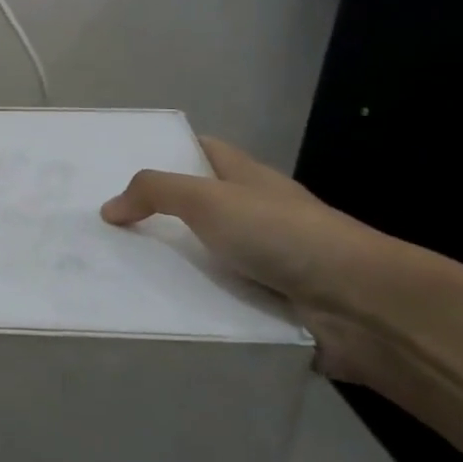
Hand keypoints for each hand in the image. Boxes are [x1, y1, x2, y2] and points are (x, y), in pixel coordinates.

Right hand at [101, 137, 404, 379]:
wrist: (360, 306)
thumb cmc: (283, 235)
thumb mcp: (210, 199)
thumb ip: (155, 193)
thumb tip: (108, 208)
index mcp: (247, 179)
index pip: (203, 151)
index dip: (166, 151)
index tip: (120, 163)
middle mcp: (255, 215)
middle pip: (196, 207)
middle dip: (155, 215)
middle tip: (102, 225)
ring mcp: (263, 262)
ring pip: (202, 257)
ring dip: (169, 265)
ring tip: (112, 271)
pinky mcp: (265, 305)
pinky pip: (214, 298)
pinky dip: (189, 303)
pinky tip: (150, 310)